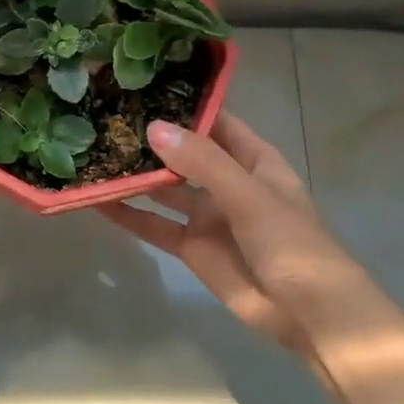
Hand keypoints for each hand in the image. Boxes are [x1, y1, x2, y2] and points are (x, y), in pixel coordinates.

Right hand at [99, 114, 359, 357]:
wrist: (309, 314)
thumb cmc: (291, 243)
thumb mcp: (250, 195)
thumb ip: (203, 163)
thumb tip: (154, 128)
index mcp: (252, 159)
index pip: (215, 121)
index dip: (184, 105)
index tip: (143, 88)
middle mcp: (227, 181)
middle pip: (184, 153)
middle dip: (151, 139)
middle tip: (106, 117)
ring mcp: (208, 215)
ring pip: (165, 188)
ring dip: (136, 175)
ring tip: (95, 154)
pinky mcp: (192, 247)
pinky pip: (155, 226)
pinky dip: (129, 215)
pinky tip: (98, 201)